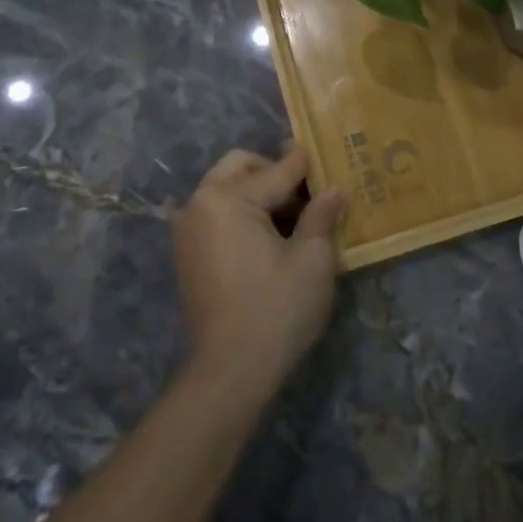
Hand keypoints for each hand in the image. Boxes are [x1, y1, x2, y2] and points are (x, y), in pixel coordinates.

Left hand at [170, 144, 345, 401]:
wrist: (231, 371)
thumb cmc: (277, 309)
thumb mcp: (312, 258)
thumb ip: (321, 214)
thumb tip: (334, 188)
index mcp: (226, 198)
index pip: (277, 170)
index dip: (306, 163)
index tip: (325, 150)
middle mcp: (199, 204)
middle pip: (241, 168)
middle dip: (275, 172)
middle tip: (309, 192)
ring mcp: (187, 230)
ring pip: (227, 190)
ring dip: (258, 192)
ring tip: (295, 217)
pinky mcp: (187, 253)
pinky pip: (217, 214)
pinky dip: (242, 213)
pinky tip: (271, 237)